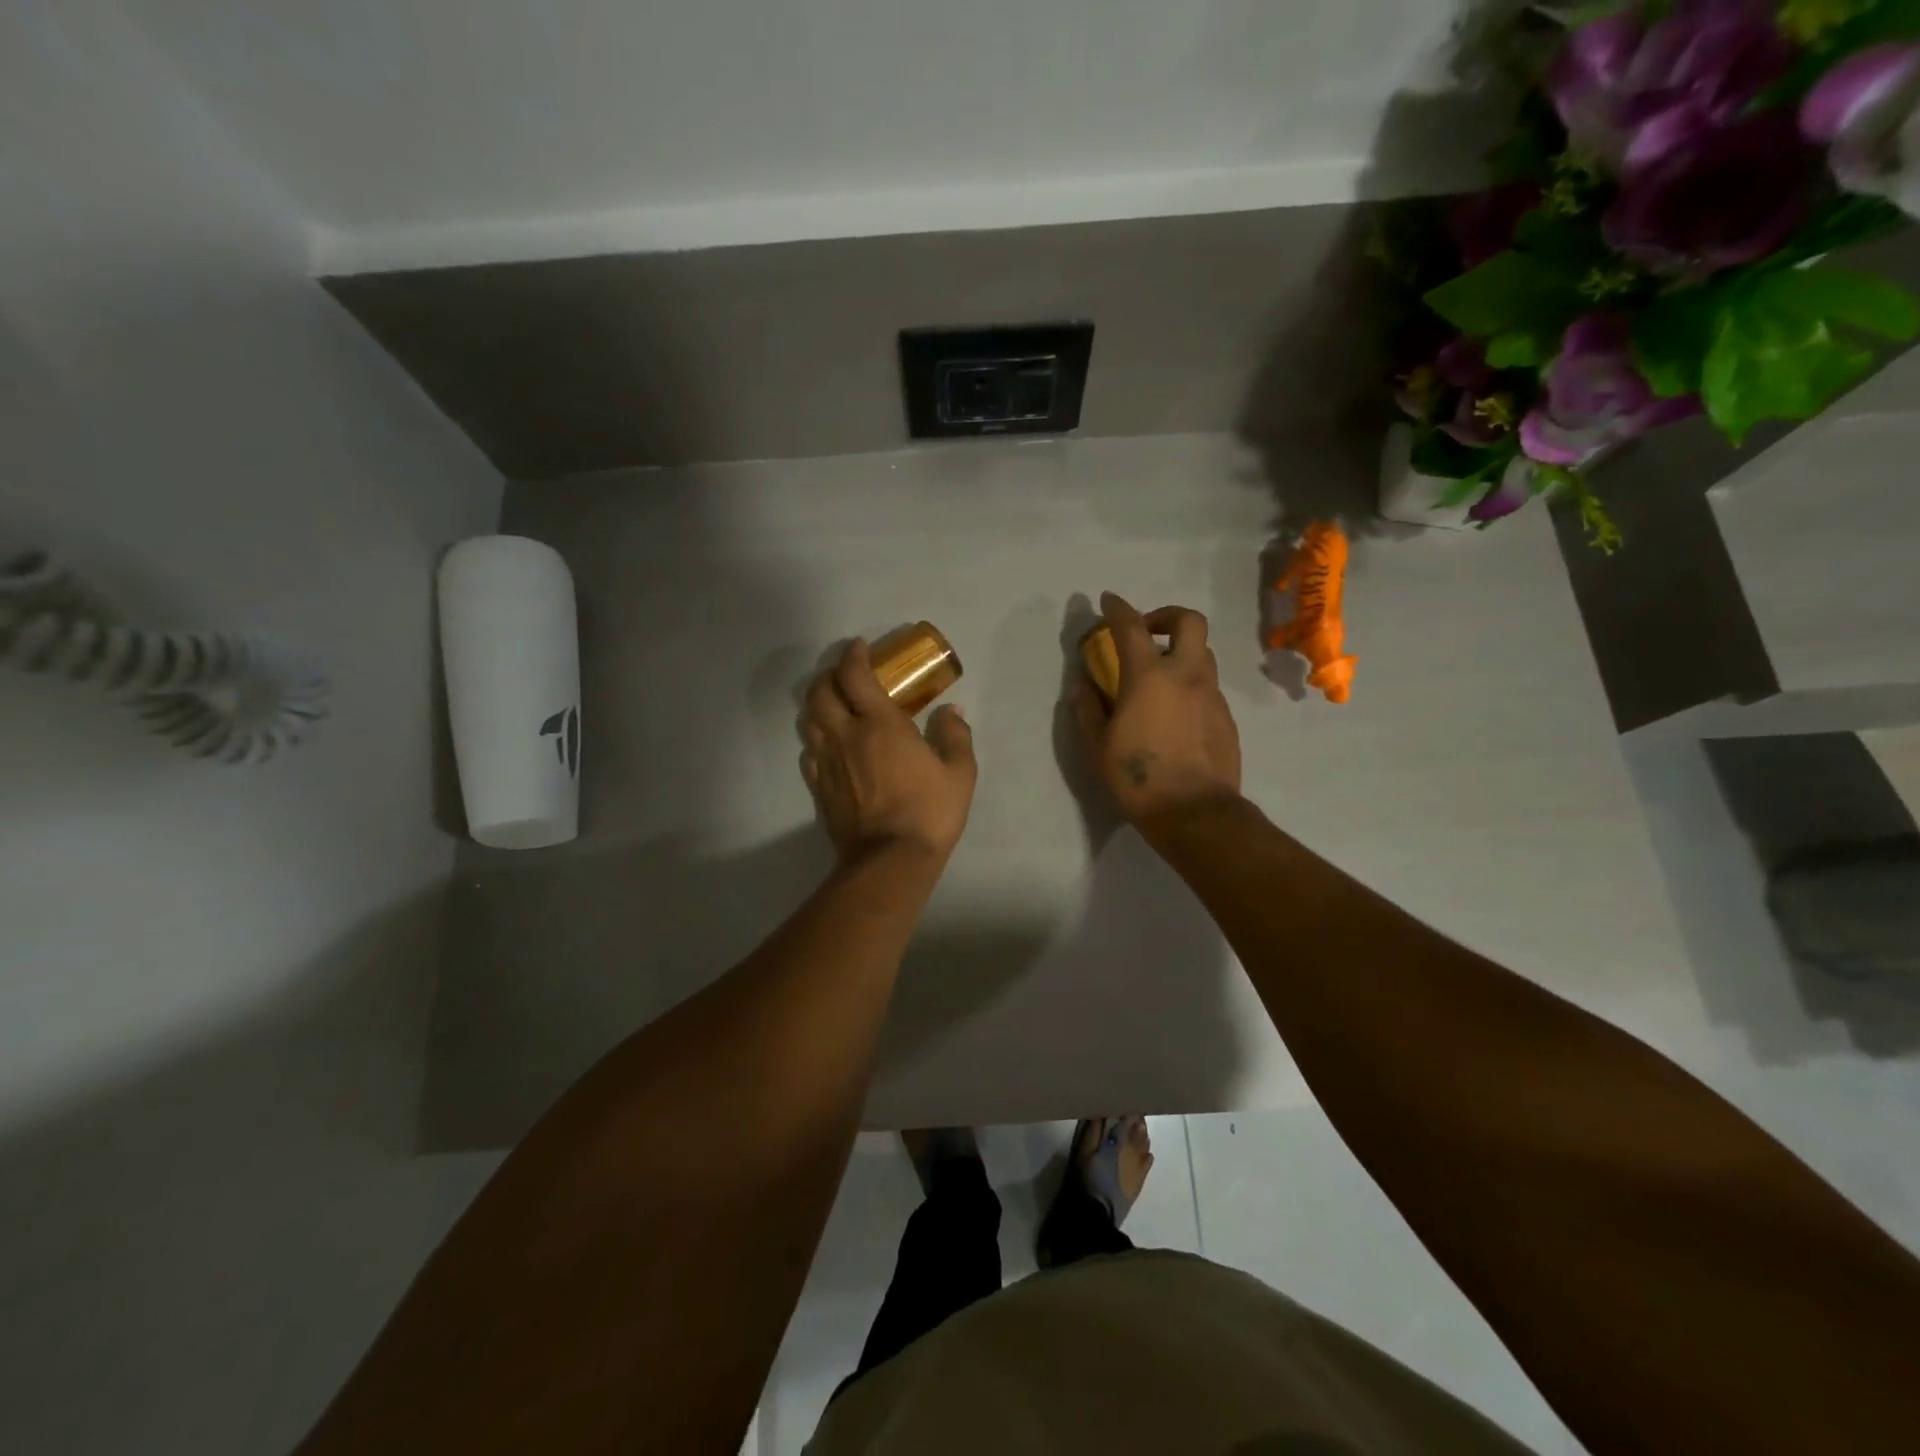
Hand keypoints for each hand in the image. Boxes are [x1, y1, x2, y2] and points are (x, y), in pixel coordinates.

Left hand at [801, 640, 977, 861]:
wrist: (890, 860)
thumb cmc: (929, 812)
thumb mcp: (959, 773)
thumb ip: (955, 735)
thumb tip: (951, 711)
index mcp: (879, 724)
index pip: (854, 675)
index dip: (854, 656)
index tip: (861, 648)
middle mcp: (845, 735)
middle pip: (820, 692)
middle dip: (829, 676)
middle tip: (846, 675)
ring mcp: (827, 761)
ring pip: (808, 720)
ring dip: (818, 704)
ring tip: (835, 705)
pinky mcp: (819, 786)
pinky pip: (808, 751)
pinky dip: (816, 738)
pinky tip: (830, 744)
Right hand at [1073, 593, 1241, 829]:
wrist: (1195, 812)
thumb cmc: (1138, 778)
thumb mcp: (1098, 746)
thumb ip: (1088, 708)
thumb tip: (1083, 684)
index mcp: (1148, 677)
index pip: (1131, 627)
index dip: (1118, 608)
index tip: (1108, 601)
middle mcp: (1186, 675)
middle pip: (1189, 621)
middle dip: (1166, 616)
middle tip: (1147, 633)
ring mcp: (1211, 694)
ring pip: (1203, 653)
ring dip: (1180, 652)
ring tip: (1159, 677)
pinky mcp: (1226, 716)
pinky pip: (1208, 686)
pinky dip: (1190, 684)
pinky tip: (1174, 713)